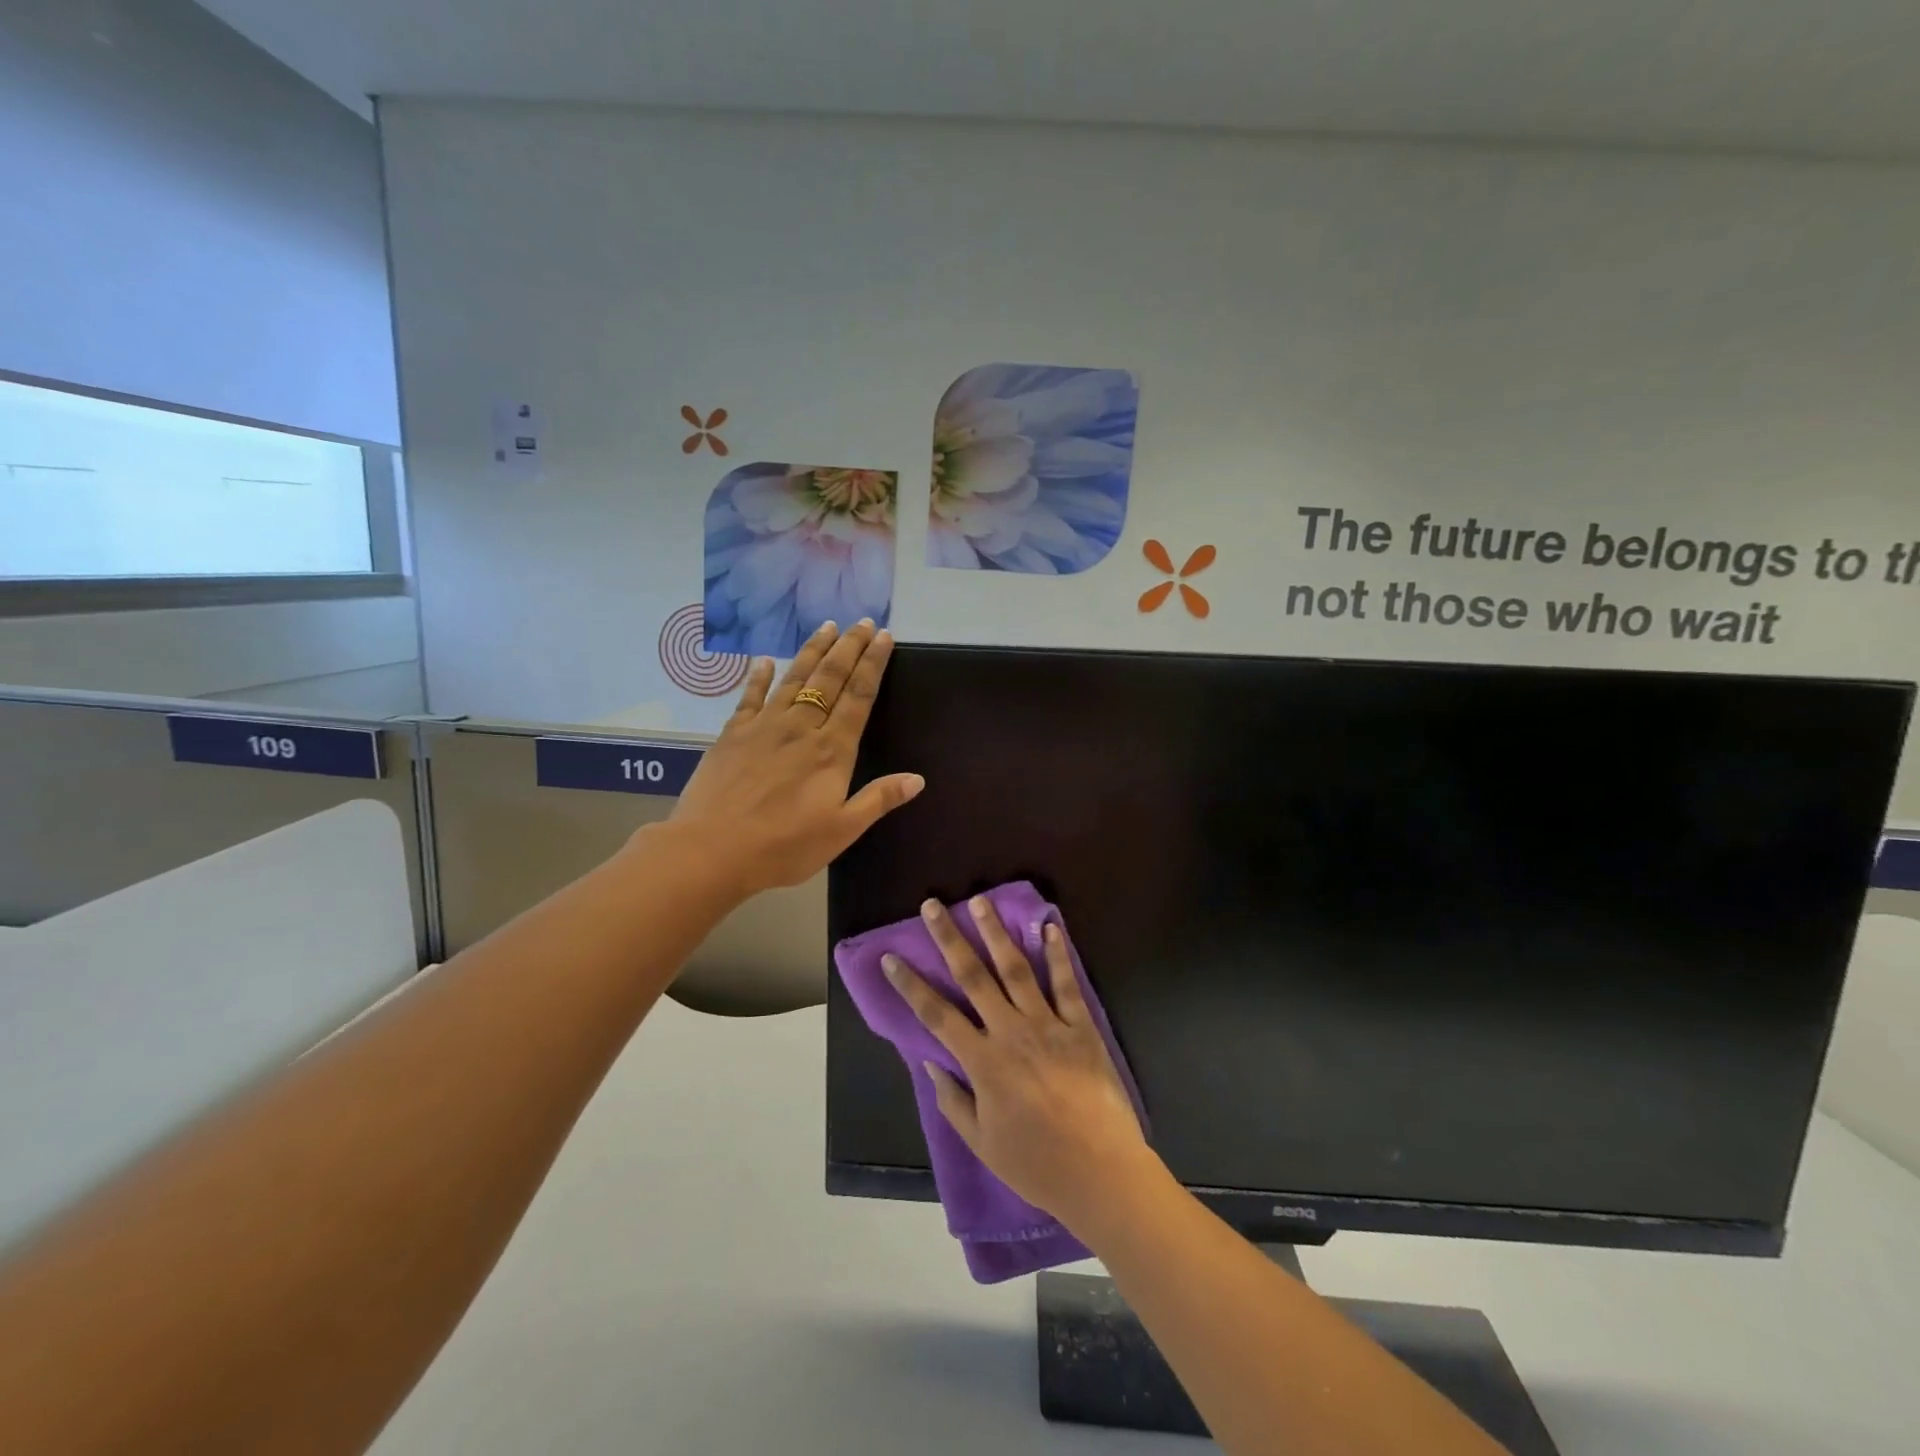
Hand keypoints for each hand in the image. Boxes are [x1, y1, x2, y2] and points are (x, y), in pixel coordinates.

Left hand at [667, 620, 923, 897]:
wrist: (711, 850)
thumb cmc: (783, 846)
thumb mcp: (841, 830)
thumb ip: (879, 799)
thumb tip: (918, 779)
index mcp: (832, 751)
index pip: (859, 697)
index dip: (873, 664)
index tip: (883, 637)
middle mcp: (801, 728)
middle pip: (830, 678)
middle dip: (849, 647)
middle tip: (863, 622)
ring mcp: (764, 727)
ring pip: (794, 679)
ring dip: (812, 651)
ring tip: (827, 627)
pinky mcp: (733, 734)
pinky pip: (749, 697)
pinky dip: (758, 676)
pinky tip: (764, 660)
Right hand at [884, 898, 1151, 1227]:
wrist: (1100, 1172)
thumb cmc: (1036, 1164)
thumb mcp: (983, 1142)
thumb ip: (953, 1101)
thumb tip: (931, 1062)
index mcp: (983, 1062)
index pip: (936, 1015)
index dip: (910, 985)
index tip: (891, 958)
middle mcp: (1010, 1032)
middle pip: (973, 977)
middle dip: (949, 938)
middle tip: (933, 906)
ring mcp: (1047, 1025)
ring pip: (1016, 969)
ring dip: (996, 933)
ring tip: (981, 902)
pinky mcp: (1081, 1027)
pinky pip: (1066, 984)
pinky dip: (1058, 954)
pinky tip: (1050, 927)